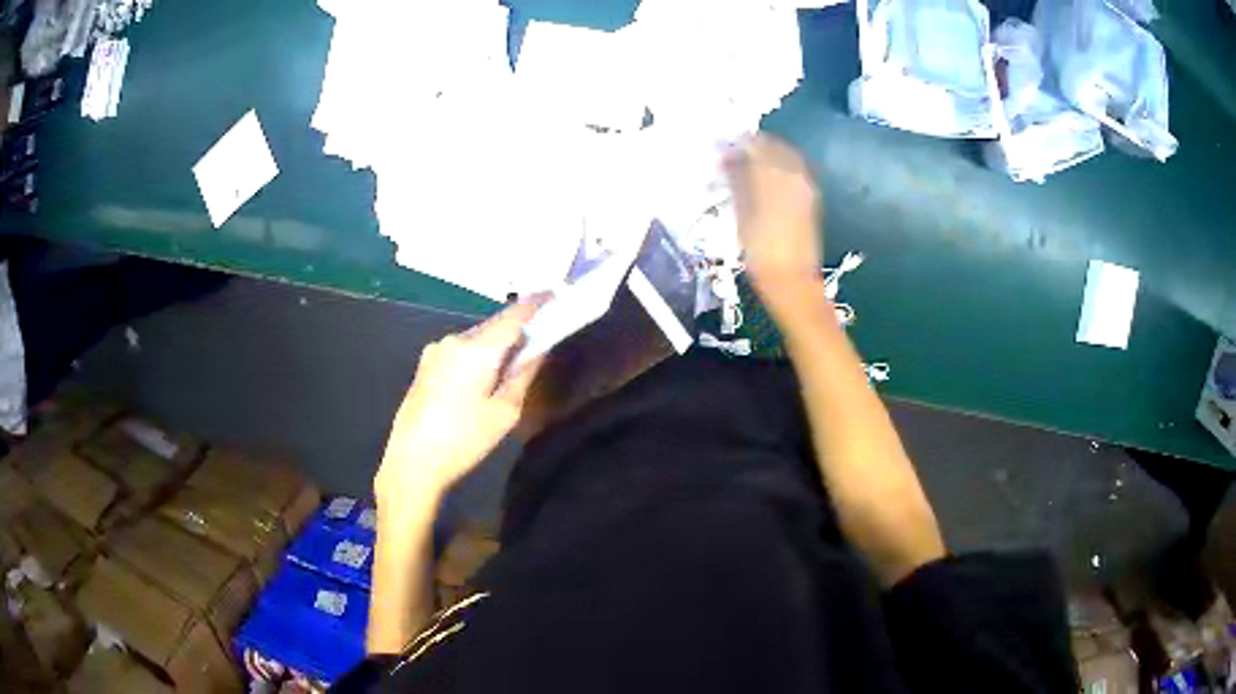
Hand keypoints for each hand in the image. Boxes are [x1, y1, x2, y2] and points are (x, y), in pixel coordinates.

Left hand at [375, 299, 544, 506]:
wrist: (411, 463)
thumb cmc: (463, 441)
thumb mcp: (504, 413)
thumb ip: (524, 374)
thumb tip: (538, 348)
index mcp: (476, 349)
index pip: (513, 315)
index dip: (536, 303)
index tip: (554, 294)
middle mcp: (454, 340)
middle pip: (493, 325)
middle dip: (516, 330)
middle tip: (536, 344)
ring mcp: (435, 351)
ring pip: (476, 339)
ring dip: (495, 346)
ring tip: (507, 372)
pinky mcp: (425, 365)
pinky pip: (460, 351)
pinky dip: (477, 356)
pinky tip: (479, 383)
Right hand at [725, 136, 822, 305]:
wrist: (792, 280)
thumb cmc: (760, 252)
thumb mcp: (741, 213)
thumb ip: (736, 178)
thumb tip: (727, 155)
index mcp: (773, 176)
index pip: (754, 144)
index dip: (736, 143)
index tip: (721, 147)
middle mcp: (793, 175)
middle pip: (772, 146)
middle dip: (752, 147)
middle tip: (733, 156)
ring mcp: (805, 185)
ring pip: (785, 156)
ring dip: (766, 156)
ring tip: (746, 168)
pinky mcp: (811, 196)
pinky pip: (794, 170)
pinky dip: (778, 168)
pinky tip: (764, 179)